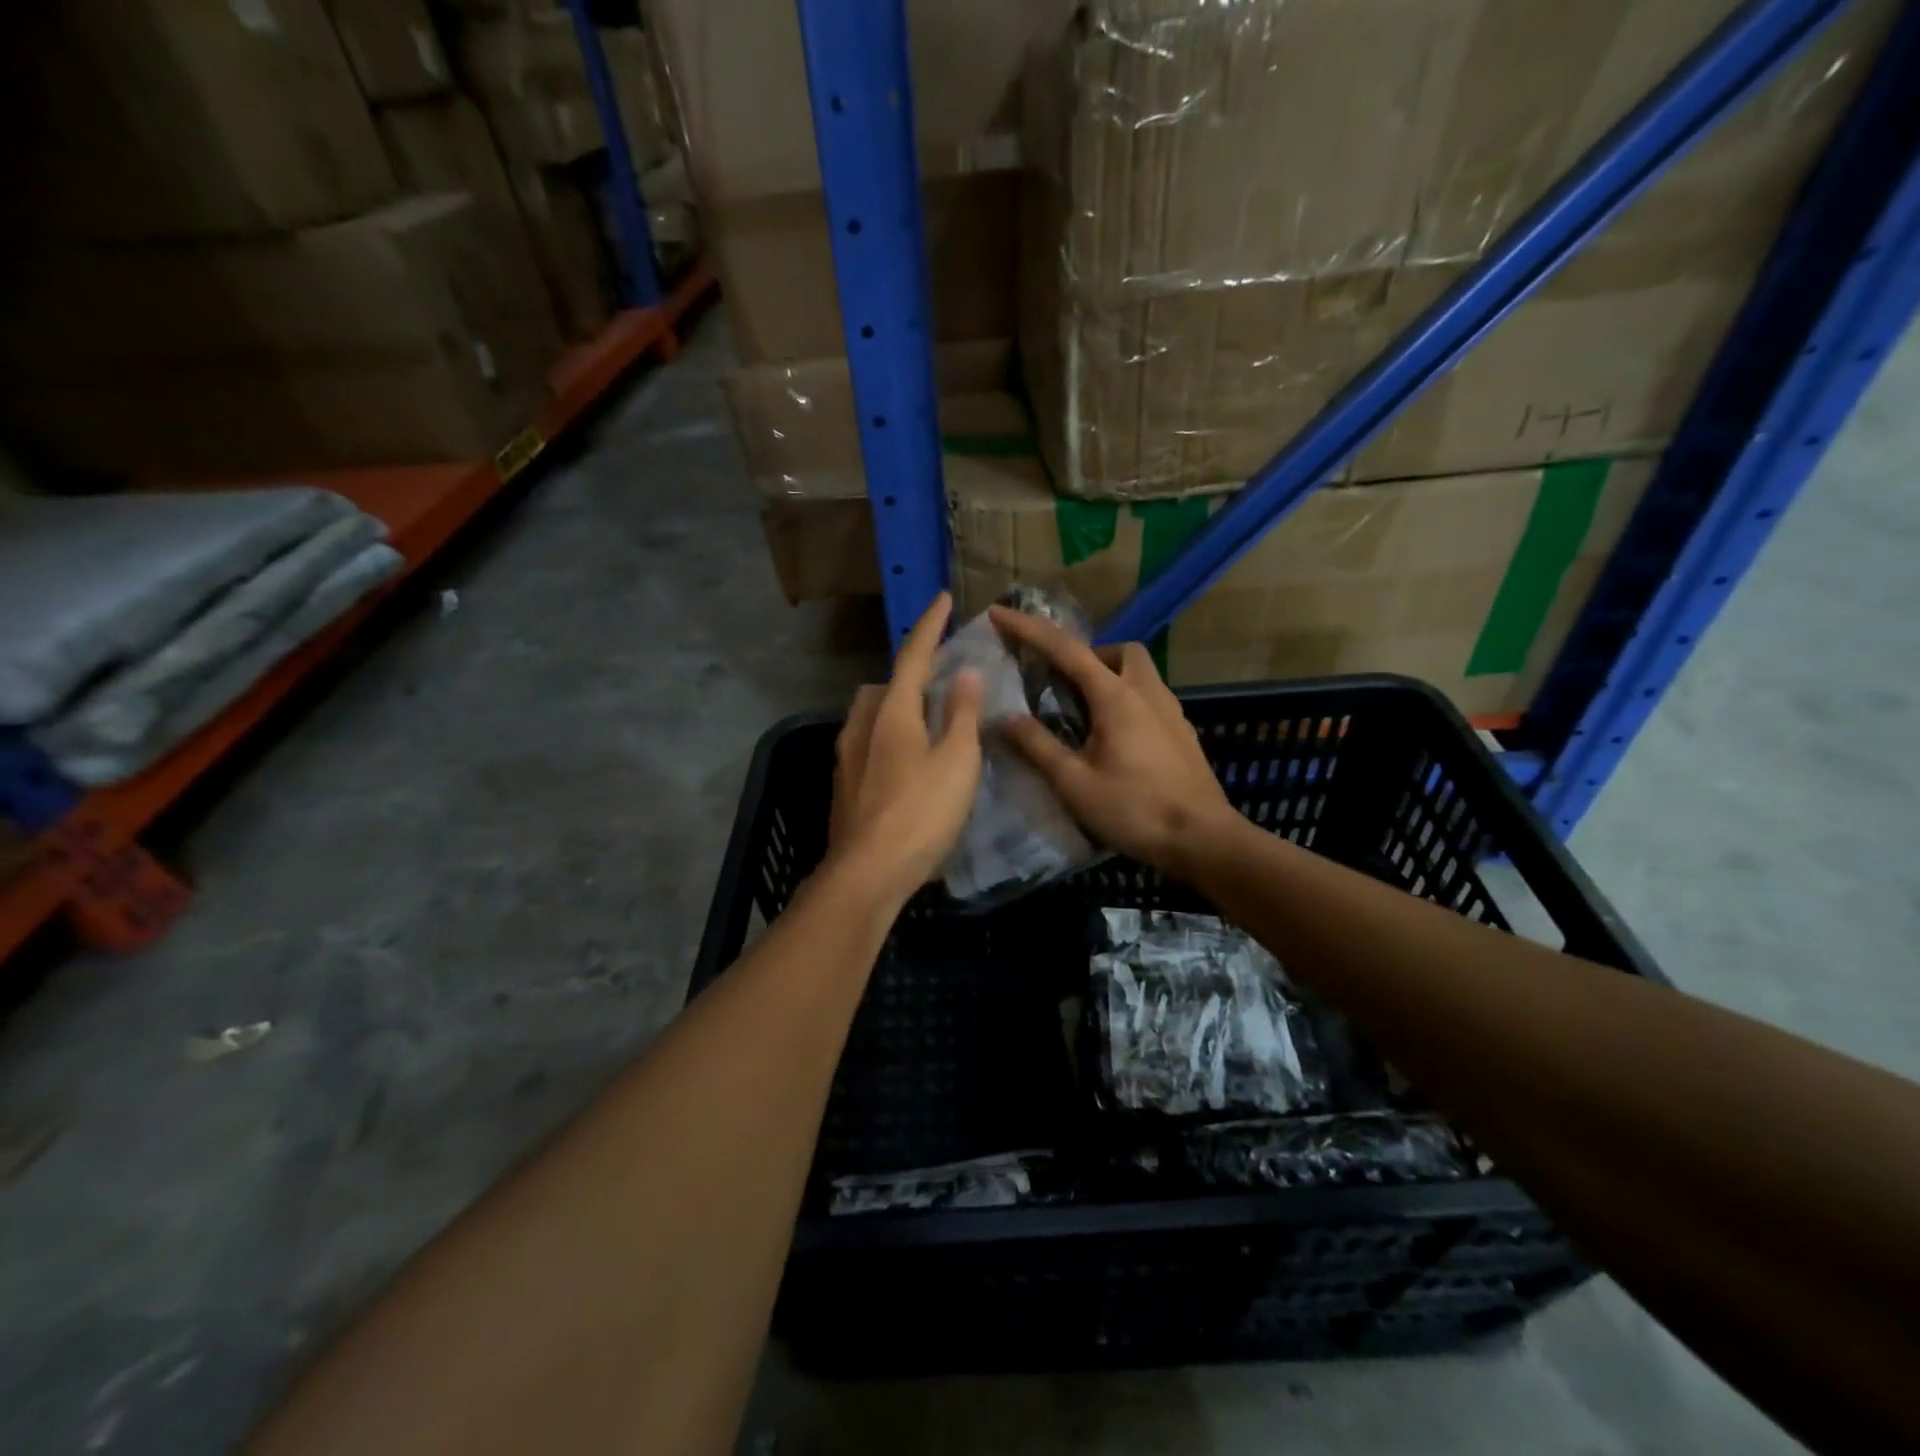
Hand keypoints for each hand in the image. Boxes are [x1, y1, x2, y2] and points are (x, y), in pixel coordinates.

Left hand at [828, 593, 983, 905]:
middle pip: (883, 686)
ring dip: (894, 708)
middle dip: (908, 676)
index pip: (913, 655)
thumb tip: (965, 671)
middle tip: (939, 685)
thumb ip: (960, 714)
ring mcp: (846, 757)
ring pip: (869, 716)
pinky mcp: (843, 786)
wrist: (866, 873)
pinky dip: (886, 739)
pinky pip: (865, 744)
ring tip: (924, 726)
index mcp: (891, 713)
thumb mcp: (956, 762)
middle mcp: (862, 726)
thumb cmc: (920, 814)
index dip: (931, 625)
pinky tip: (904, 766)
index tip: (944, 597)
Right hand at [988, 607, 1235, 877]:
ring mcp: (1171, 712)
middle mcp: (1147, 693)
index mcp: (1116, 697)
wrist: (1204, 841)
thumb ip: (1038, 746)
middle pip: (1118, 650)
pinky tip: (1115, 739)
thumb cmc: (1135, 811)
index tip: (999, 613)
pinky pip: (1149, 698)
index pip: (1066, 649)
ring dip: (1108, 676)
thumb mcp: (1074, 784)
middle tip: (1062, 682)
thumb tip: (1006, 718)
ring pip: (1139, 672)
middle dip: (1087, 653)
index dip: (1028, 628)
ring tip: (1084, 712)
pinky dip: (1126, 700)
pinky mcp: (1182, 734)